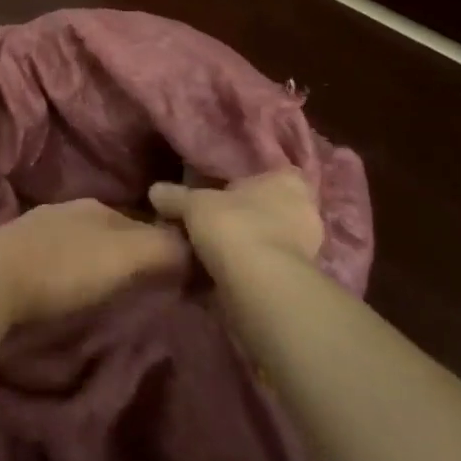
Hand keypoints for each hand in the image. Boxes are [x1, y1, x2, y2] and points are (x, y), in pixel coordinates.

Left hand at [0, 199, 190, 326]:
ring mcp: (34, 228)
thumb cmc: (63, 266)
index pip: (140, 221)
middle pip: (108, 230)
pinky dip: (64, 268)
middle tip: (142, 281)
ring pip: (77, 241)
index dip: (159, 244)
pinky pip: (51, 256)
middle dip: (125, 250)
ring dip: (92, 259)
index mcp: (96, 208)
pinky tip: (62, 285)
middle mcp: (66, 210)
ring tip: (104, 286)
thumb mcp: (123, 256)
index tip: (174, 270)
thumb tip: (194, 245)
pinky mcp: (10, 252)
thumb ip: (161, 248)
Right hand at [148, 168, 324, 269]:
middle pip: (266, 210)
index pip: (268, 175)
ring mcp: (306, 249)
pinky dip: (246, 272)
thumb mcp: (193, 204)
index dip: (242, 184)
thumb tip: (155, 191)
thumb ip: (175, 196)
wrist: (259, 285)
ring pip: (266, 241)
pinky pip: (264, 268)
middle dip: (241, 218)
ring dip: (243, 248)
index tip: (217, 195)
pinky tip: (219, 277)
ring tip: (209, 254)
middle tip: (209, 225)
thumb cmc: (233, 226)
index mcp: (287, 181)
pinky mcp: (296, 281)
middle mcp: (304, 211)